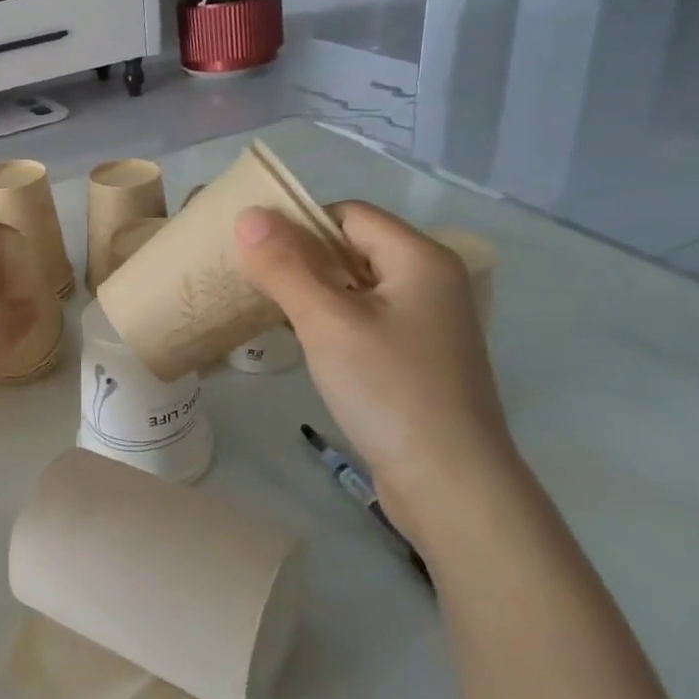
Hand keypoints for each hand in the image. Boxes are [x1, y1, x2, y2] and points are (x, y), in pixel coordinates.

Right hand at [235, 203, 518, 539]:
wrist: (450, 484)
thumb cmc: (389, 390)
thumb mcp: (327, 322)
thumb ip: (285, 267)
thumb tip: (248, 217)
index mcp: (420, 259)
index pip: (349, 215)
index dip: (300, 224)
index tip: (252, 250)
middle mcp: (429, 282)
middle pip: (353, 248)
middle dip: (300, 258)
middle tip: (248, 277)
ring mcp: (425, 323)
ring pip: (355, 287)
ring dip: (311, 292)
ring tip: (263, 306)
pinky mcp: (415, 358)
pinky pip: (364, 320)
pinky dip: (329, 321)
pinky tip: (298, 340)